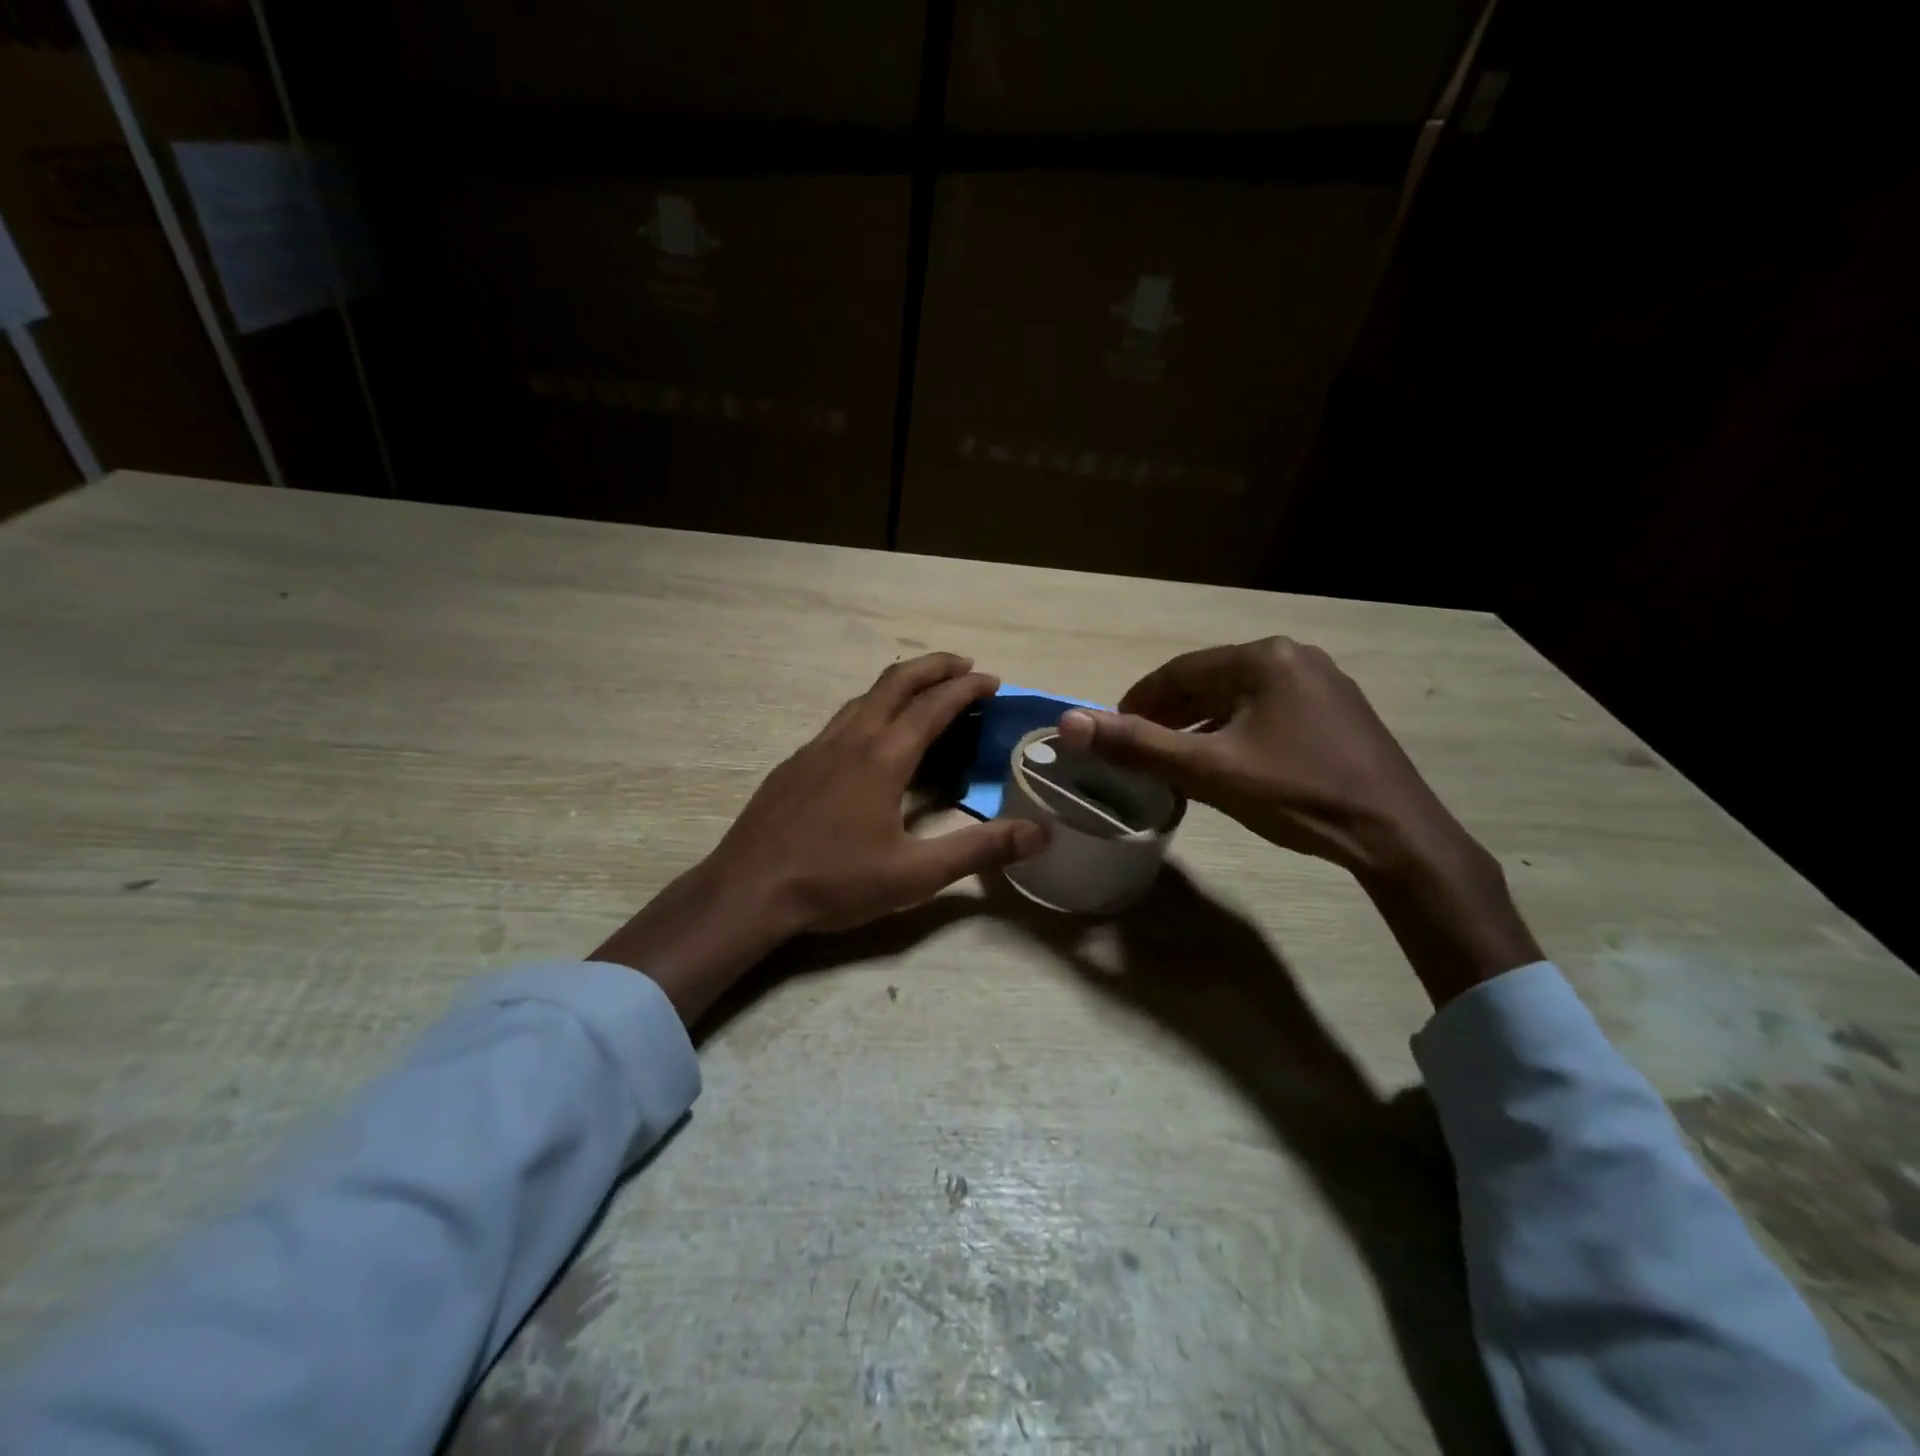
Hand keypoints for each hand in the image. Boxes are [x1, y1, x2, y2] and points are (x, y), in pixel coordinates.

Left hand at [596, 653, 1047, 1021]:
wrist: (748, 890)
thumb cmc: (835, 881)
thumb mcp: (915, 874)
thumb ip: (979, 850)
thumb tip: (1040, 833)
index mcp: (884, 756)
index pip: (935, 705)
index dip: (967, 688)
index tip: (993, 680)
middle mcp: (851, 738)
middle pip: (896, 681)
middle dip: (934, 666)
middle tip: (965, 666)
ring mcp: (817, 746)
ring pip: (864, 697)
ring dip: (900, 685)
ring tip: (924, 695)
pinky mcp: (796, 763)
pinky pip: (842, 720)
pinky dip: (871, 710)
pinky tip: (871, 740)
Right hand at [1057, 637, 1540, 1006]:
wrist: (1396, 835)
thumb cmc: (1296, 794)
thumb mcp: (1208, 771)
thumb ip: (1137, 745)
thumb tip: (1068, 722)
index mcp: (1262, 658)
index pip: (1178, 672)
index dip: (1137, 701)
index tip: (1111, 730)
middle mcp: (1293, 656)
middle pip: (1209, 681)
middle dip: (1168, 714)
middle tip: (1137, 747)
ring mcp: (1321, 683)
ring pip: (1239, 697)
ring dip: (1199, 723)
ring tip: (1172, 757)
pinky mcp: (1337, 711)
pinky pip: (1267, 710)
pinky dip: (1234, 730)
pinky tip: (1224, 760)